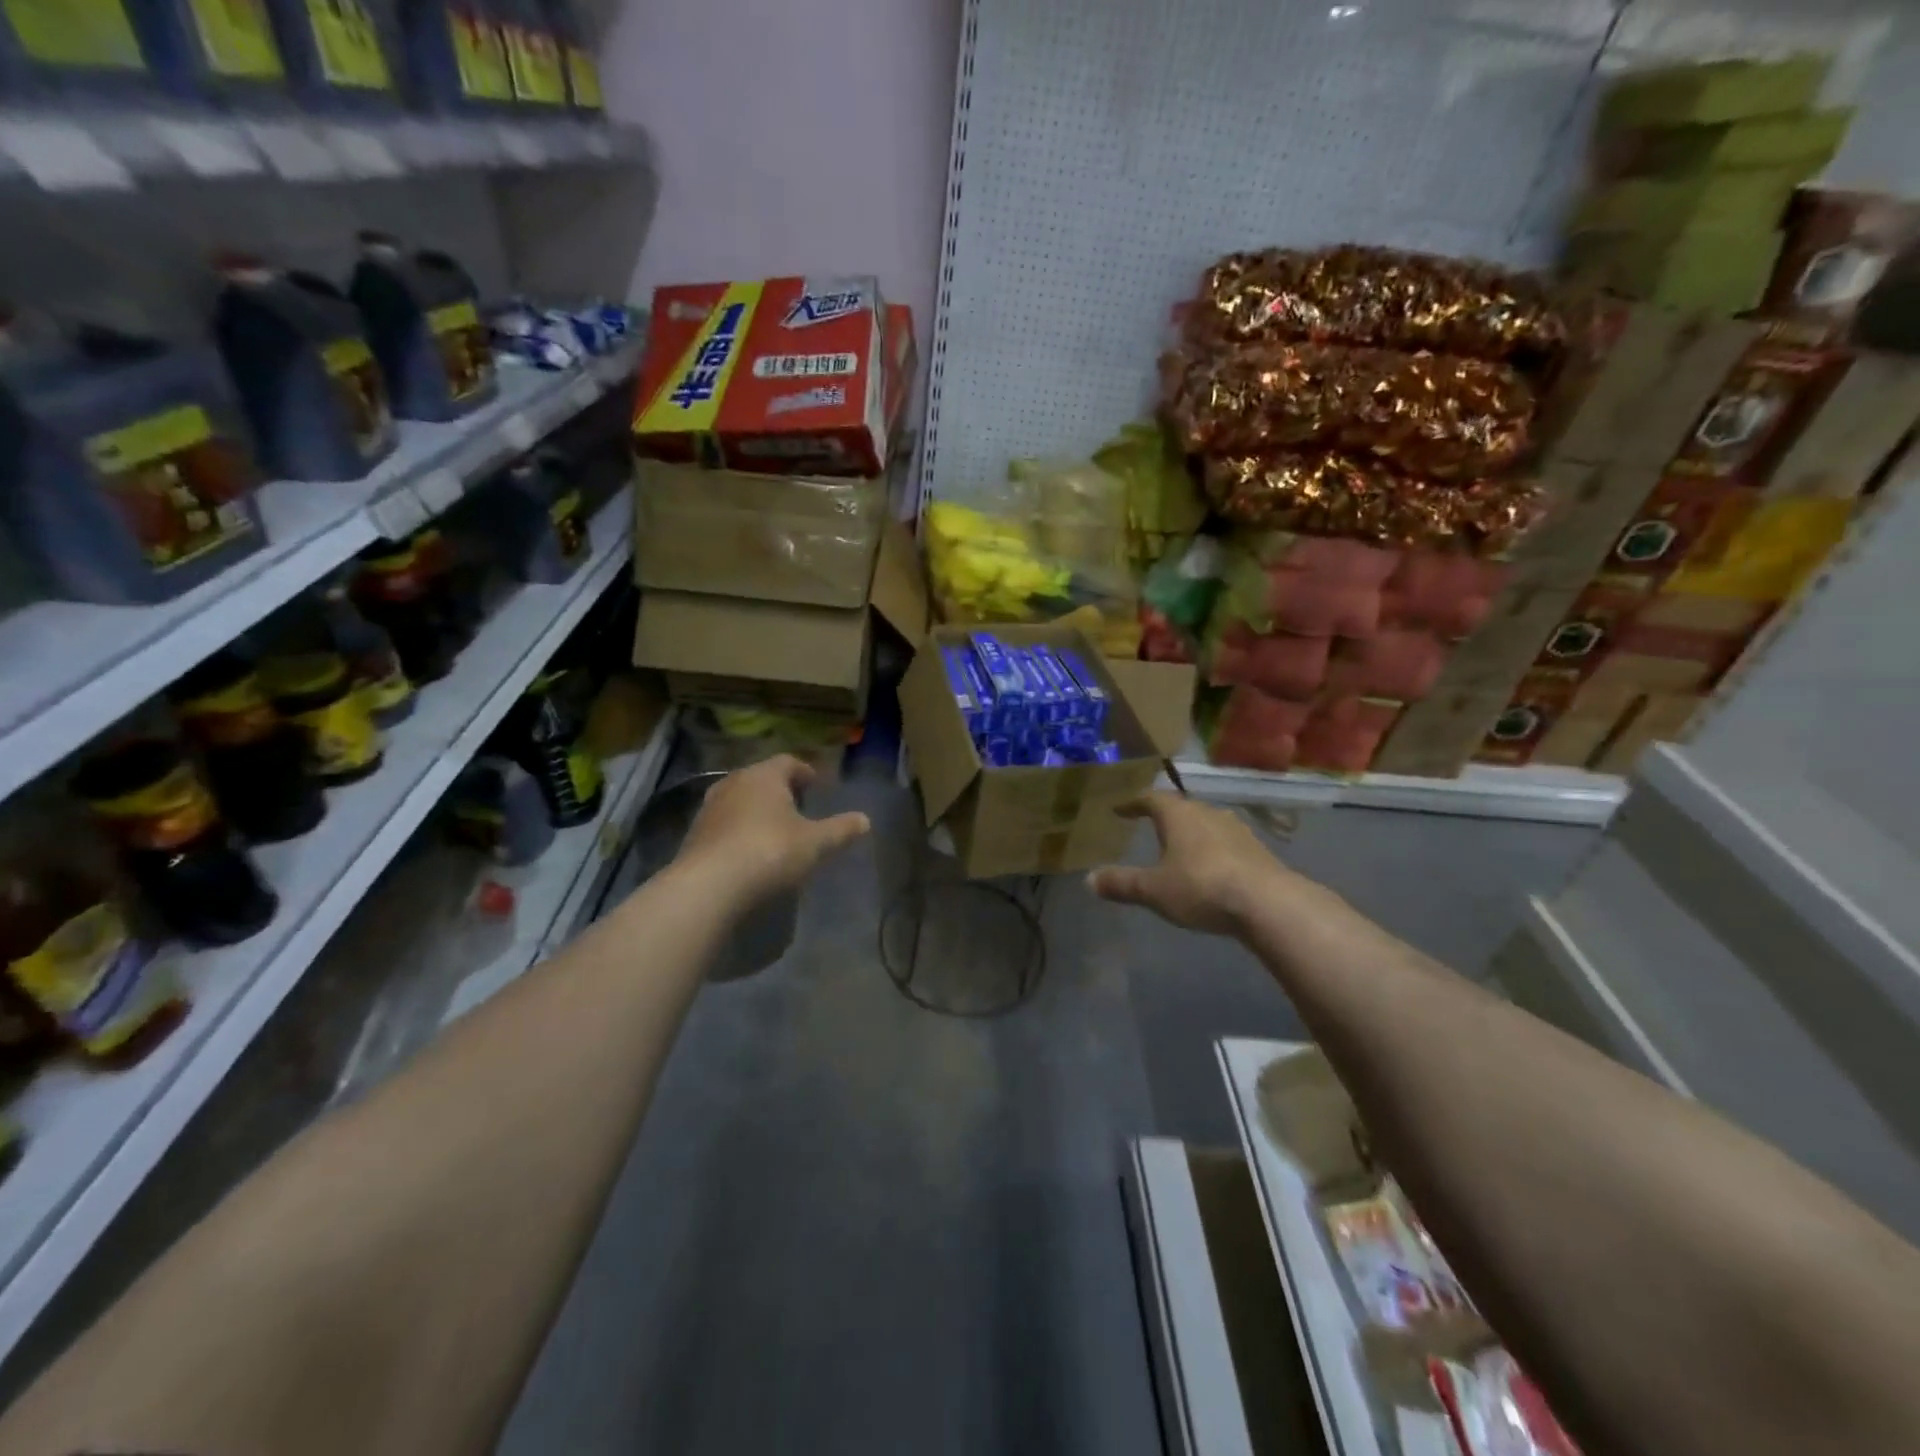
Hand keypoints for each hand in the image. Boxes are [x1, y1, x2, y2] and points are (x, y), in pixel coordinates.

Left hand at [677, 755, 869, 906]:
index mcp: (764, 776)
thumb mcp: (815, 843)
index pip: (788, 762)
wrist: (708, 887)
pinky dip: (739, 831)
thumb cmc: (770, 852)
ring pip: (739, 800)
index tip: (816, 785)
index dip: (804, 771)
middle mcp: (733, 783)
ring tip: (774, 830)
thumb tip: (865, 819)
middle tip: (798, 806)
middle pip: (761, 778)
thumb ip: (840, 830)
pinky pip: (724, 825)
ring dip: (757, 810)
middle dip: (780, 790)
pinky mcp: (694, 835)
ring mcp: (709, 808)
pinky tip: (750, 852)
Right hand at [1089, 793, 1320, 937]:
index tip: (1120, 809)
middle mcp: (1208, 813)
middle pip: (1181, 808)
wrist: (1268, 903)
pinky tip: (1210, 868)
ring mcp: (1237, 830)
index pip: (1151, 799)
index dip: (1133, 803)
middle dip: (1164, 816)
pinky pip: (1226, 843)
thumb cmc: (1201, 887)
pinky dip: (1212, 850)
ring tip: (1180, 848)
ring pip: (1206, 824)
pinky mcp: (1257, 850)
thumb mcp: (1153, 890)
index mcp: (1179, 814)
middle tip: (1150, 825)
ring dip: (1191, 833)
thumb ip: (1122, 883)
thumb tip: (1089, 879)